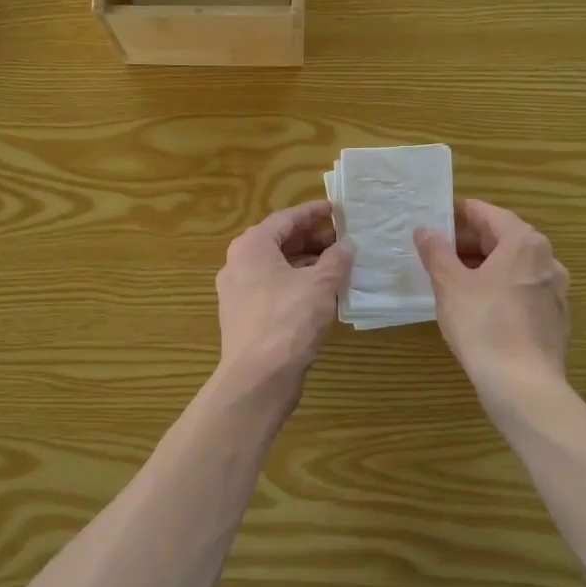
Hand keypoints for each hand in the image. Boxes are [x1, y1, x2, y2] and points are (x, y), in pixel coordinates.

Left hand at [215, 200, 351, 395]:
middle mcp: (238, 264)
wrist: (258, 377)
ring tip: (338, 266)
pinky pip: (274, 290)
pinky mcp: (245, 318)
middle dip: (311, 239)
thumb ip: (336, 259)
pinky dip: (297, 285)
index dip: (313, 212)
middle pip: (278, 242)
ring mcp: (239, 293)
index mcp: (251, 247)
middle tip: (342, 240)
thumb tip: (347, 245)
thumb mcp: (320, 284)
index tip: (336, 209)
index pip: (285, 218)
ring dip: (307, 264)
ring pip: (277, 268)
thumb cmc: (288, 319)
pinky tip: (322, 294)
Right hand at [414, 199, 569, 393]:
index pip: (489, 214)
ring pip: (515, 266)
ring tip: (455, 278)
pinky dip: (501, 287)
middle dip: (471, 242)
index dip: (461, 214)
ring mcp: (556, 290)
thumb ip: (437, 252)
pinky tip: (481, 306)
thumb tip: (426, 229)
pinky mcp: (555, 317)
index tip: (439, 218)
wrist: (523, 384)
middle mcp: (547, 259)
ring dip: (486, 266)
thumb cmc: (483, 324)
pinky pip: (524, 290)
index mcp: (524, 242)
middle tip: (440, 250)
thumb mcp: (450, 285)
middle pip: (505, 239)